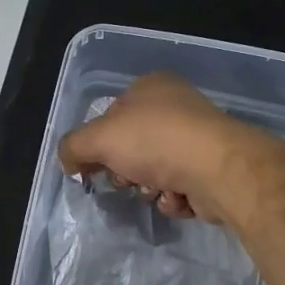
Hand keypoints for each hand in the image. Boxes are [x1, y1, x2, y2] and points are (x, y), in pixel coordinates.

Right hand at [57, 72, 248, 221]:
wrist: (216, 169)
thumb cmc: (154, 142)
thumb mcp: (98, 138)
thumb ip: (73, 147)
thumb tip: (68, 162)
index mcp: (151, 87)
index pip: (112, 116)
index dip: (98, 143)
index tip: (93, 166)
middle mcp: (176, 107)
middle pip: (132, 147)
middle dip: (126, 170)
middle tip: (127, 178)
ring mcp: (197, 138)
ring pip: (155, 171)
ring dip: (149, 187)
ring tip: (158, 189)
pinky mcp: (212, 169)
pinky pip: (179, 188)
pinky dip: (173, 198)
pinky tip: (178, 197)